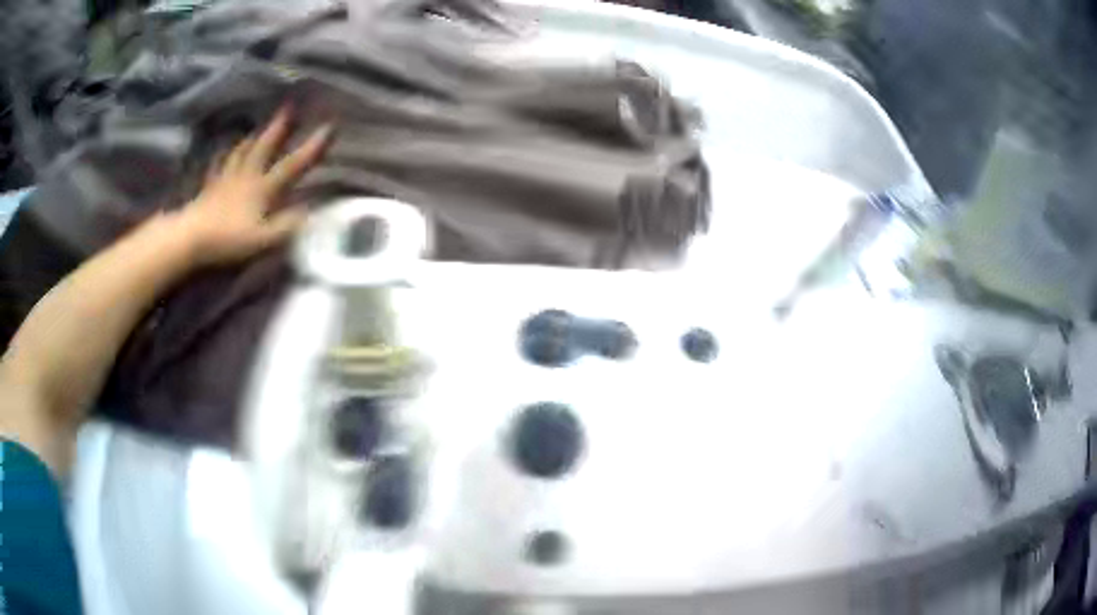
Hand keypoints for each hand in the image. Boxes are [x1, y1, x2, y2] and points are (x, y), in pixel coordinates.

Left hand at [172, 106, 332, 265]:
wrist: (190, 238)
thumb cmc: (228, 240)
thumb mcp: (264, 240)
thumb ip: (288, 226)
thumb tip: (312, 211)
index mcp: (263, 188)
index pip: (293, 165)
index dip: (312, 148)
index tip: (330, 126)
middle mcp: (246, 177)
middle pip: (264, 148)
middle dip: (278, 128)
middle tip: (288, 108)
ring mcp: (225, 181)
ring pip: (240, 153)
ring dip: (251, 139)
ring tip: (257, 130)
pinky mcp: (208, 190)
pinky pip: (216, 167)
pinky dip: (221, 157)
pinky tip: (221, 152)